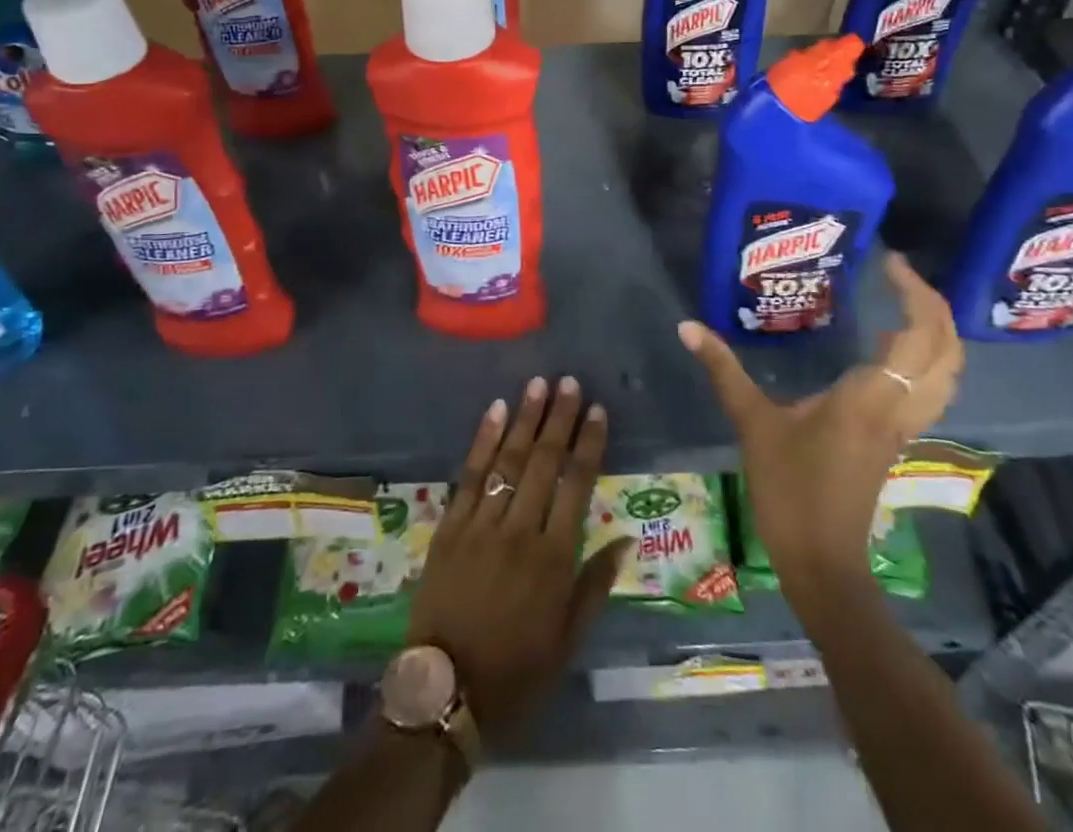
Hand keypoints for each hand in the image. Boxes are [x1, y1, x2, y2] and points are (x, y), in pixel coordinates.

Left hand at [406, 376, 626, 744]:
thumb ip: (596, 585)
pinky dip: (483, 440)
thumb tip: (627, 539)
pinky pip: (469, 474)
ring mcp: (481, 524)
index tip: (597, 410)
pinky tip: (495, 411)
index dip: (588, 444)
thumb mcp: (567, 640)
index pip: (578, 485)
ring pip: (509, 460)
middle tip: (568, 381)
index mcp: (554, 558)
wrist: (445, 691)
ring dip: (525, 419)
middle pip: (544, 462)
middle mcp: (520, 530)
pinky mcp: (450, 525)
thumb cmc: (516, 670)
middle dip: (558, 418)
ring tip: (538, 384)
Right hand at [678, 252, 962, 630]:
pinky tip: (893, 348)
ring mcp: (903, 426)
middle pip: (947, 351)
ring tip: (904, 302)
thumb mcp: (753, 423)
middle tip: (900, 274)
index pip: (917, 335)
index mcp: (870, 396)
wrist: (822, 561)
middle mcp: (898, 406)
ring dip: (938, 333)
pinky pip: (930, 389)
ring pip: (947, 373)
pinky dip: (926, 358)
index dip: (915, 293)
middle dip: (935, 306)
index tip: (890, 262)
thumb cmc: (790, 489)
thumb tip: (687, 325)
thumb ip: (724, 370)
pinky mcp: (896, 439)